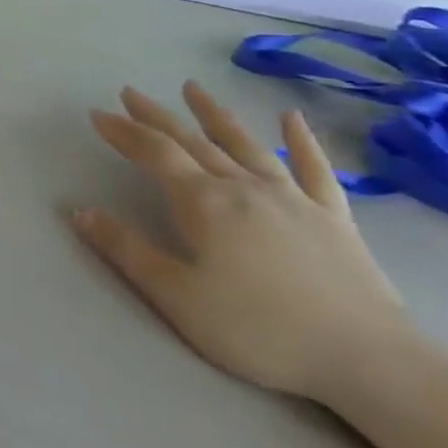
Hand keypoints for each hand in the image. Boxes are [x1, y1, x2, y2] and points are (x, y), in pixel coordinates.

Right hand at [73, 82, 412, 402]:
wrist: (366, 359)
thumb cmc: (259, 329)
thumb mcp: (177, 297)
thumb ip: (126, 250)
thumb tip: (81, 211)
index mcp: (203, 203)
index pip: (154, 154)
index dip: (123, 131)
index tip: (97, 114)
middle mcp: (243, 186)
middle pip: (191, 141)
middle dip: (156, 116)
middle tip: (131, 92)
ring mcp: (292, 198)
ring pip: (244, 144)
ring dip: (214, 114)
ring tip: (193, 88)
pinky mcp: (333, 217)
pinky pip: (314, 169)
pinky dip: (301, 140)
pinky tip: (291, 118)